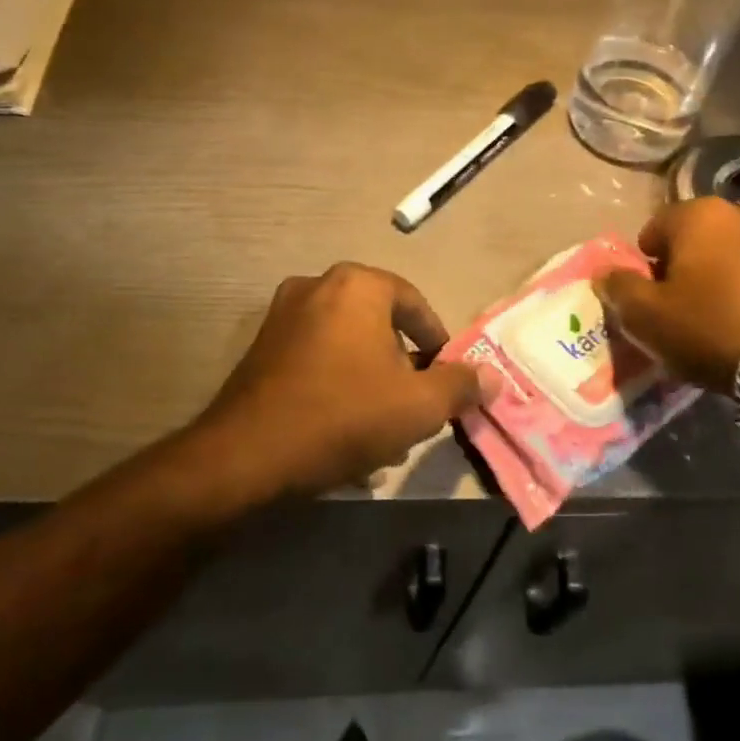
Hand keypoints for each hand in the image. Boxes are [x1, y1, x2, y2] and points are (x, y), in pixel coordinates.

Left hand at [198, 263, 484, 500]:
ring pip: (348, 347)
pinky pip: (316, 360)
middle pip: (380, 325)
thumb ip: (460, 385)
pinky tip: (343, 432)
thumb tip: (493, 376)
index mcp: (358, 285)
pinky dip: (337, 386)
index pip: (415, 304)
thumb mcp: (417, 406)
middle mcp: (318, 286)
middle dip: (402, 368)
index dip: (437, 343)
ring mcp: (283, 316)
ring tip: (381, 432)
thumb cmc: (344, 416)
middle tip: (414, 407)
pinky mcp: (261, 348)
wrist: (247, 454)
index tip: (446, 378)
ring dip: (371, 383)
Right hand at [594, 197, 739, 392]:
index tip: (650, 298)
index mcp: (701, 213)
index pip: (655, 228)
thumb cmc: (711, 329)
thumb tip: (605, 273)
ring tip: (722, 314)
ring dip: (725, 272)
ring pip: (737, 251)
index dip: (646, 264)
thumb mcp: (646, 317)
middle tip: (683, 306)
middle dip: (687, 264)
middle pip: (699, 236)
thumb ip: (618, 288)